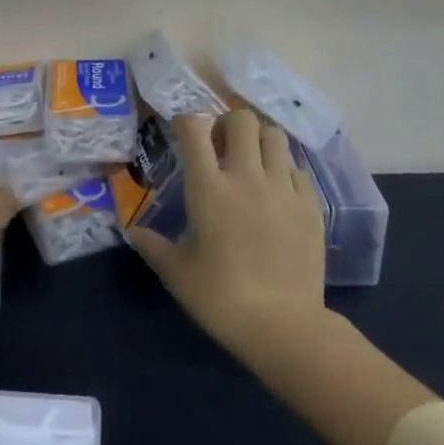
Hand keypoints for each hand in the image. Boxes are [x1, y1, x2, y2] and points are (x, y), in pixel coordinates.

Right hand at [128, 109, 327, 357]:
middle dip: (228, 123)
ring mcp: (282, 187)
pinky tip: (278, 193)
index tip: (183, 131)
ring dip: (260, 140)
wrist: (283, 326)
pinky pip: (297, 168)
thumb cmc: (221, 298)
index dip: (186, 121)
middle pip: (241, 119)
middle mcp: (246, 176)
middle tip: (222, 146)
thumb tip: (133, 231)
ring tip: (253, 162)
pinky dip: (285, 171)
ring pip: (274, 135)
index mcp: (209, 187)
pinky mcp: (310, 204)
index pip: (194, 129)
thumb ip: (153, 246)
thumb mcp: (178, 273)